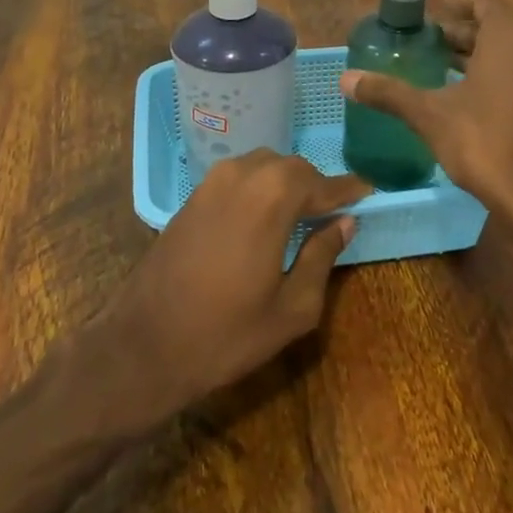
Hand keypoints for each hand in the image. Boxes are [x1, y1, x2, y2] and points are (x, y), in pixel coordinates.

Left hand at [97, 151, 370, 421]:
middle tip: (335, 212)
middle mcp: (242, 175)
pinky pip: (238, 177)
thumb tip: (345, 222)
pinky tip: (265, 217)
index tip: (369, 193)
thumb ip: (322, 256)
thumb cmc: (226, 334)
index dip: (348, 189)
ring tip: (302, 215)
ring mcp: (211, 182)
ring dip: (287, 184)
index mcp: (272, 197)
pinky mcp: (191, 196)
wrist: (144, 345)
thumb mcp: (292, 307)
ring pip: (263, 166)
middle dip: (316, 186)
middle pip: (292, 167)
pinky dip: (260, 188)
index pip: (322, 182)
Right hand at [340, 0, 512, 223]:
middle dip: (464, 31)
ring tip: (440, 63)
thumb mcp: (428, 114)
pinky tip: (463, 95)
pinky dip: (492, 73)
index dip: (461, 3)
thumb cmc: (482, 139)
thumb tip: (345, 79)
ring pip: (508, 52)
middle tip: (430, 39)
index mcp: (507, 38)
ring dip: (477, 53)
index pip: (486, 4)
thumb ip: (389, 93)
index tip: (438, 8)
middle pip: (496, 28)